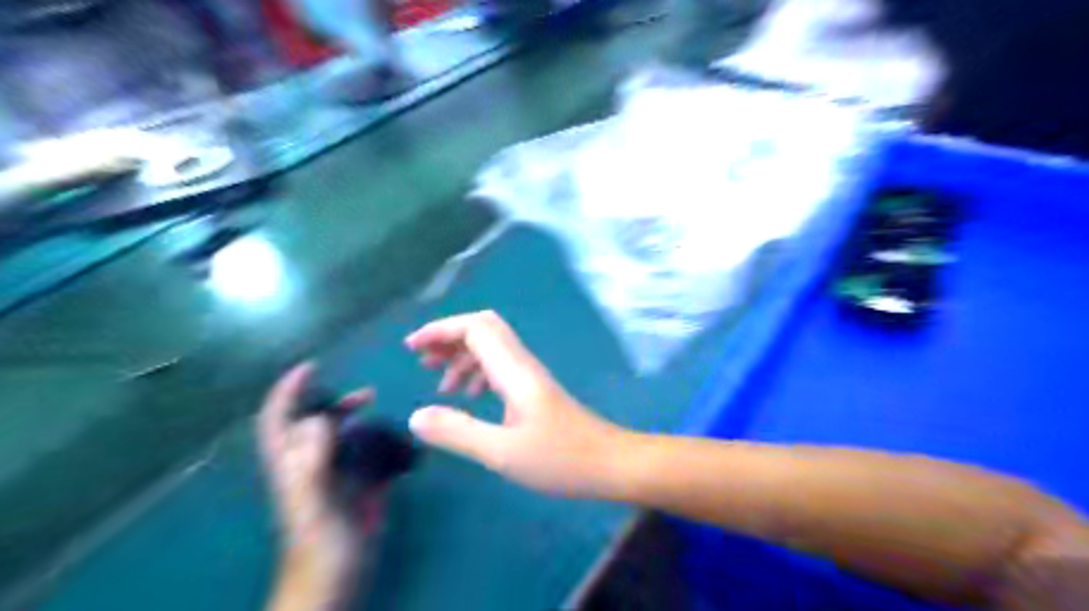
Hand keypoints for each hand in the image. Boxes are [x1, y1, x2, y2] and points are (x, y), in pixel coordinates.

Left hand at [258, 364, 383, 568]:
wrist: (336, 581)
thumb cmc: (320, 546)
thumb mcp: (313, 503)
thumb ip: (311, 463)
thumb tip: (320, 418)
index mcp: (294, 465)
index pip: (280, 420)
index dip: (288, 391)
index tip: (310, 366)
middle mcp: (312, 465)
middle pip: (314, 424)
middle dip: (334, 403)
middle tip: (367, 394)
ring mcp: (336, 477)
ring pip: (341, 438)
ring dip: (358, 420)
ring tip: (382, 411)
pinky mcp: (358, 488)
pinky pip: (365, 456)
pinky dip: (378, 442)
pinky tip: (396, 441)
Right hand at [404, 309, 624, 495]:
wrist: (611, 463)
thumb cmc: (561, 459)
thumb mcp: (502, 452)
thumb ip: (457, 432)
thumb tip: (414, 416)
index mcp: (513, 370)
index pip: (475, 328)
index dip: (441, 330)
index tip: (411, 348)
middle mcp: (522, 365)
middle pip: (483, 330)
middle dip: (448, 338)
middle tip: (420, 361)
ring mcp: (530, 377)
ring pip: (491, 349)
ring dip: (461, 358)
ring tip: (439, 384)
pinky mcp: (534, 391)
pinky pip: (500, 369)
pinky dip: (477, 374)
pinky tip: (470, 397)